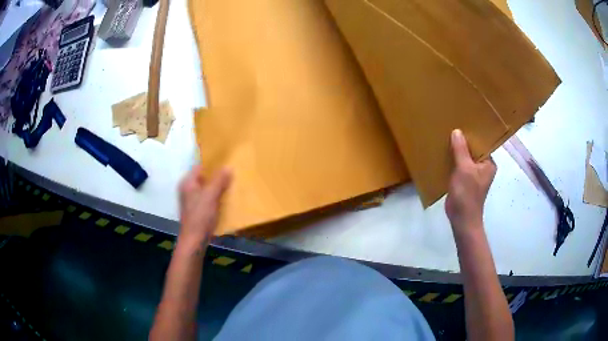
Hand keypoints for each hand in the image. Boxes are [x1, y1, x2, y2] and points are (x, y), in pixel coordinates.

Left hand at [177, 165, 231, 250]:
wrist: (194, 240)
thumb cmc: (200, 216)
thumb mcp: (211, 196)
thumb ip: (219, 180)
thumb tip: (228, 167)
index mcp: (188, 183)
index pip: (200, 166)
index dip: (212, 163)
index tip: (226, 161)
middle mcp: (188, 189)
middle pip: (203, 178)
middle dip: (217, 176)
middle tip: (232, 172)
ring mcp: (192, 201)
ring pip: (206, 189)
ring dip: (217, 187)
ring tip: (231, 184)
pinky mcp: (197, 210)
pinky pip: (207, 199)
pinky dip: (215, 197)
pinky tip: (225, 199)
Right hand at [445, 129, 495, 232]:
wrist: (461, 218)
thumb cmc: (467, 194)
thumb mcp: (464, 169)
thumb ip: (461, 150)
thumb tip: (457, 131)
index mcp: (488, 163)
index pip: (481, 144)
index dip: (472, 134)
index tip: (462, 123)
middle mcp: (483, 167)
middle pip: (472, 150)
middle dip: (463, 142)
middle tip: (451, 127)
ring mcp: (473, 174)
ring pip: (465, 158)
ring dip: (457, 152)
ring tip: (446, 137)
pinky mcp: (464, 181)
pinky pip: (459, 166)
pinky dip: (453, 161)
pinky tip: (444, 154)